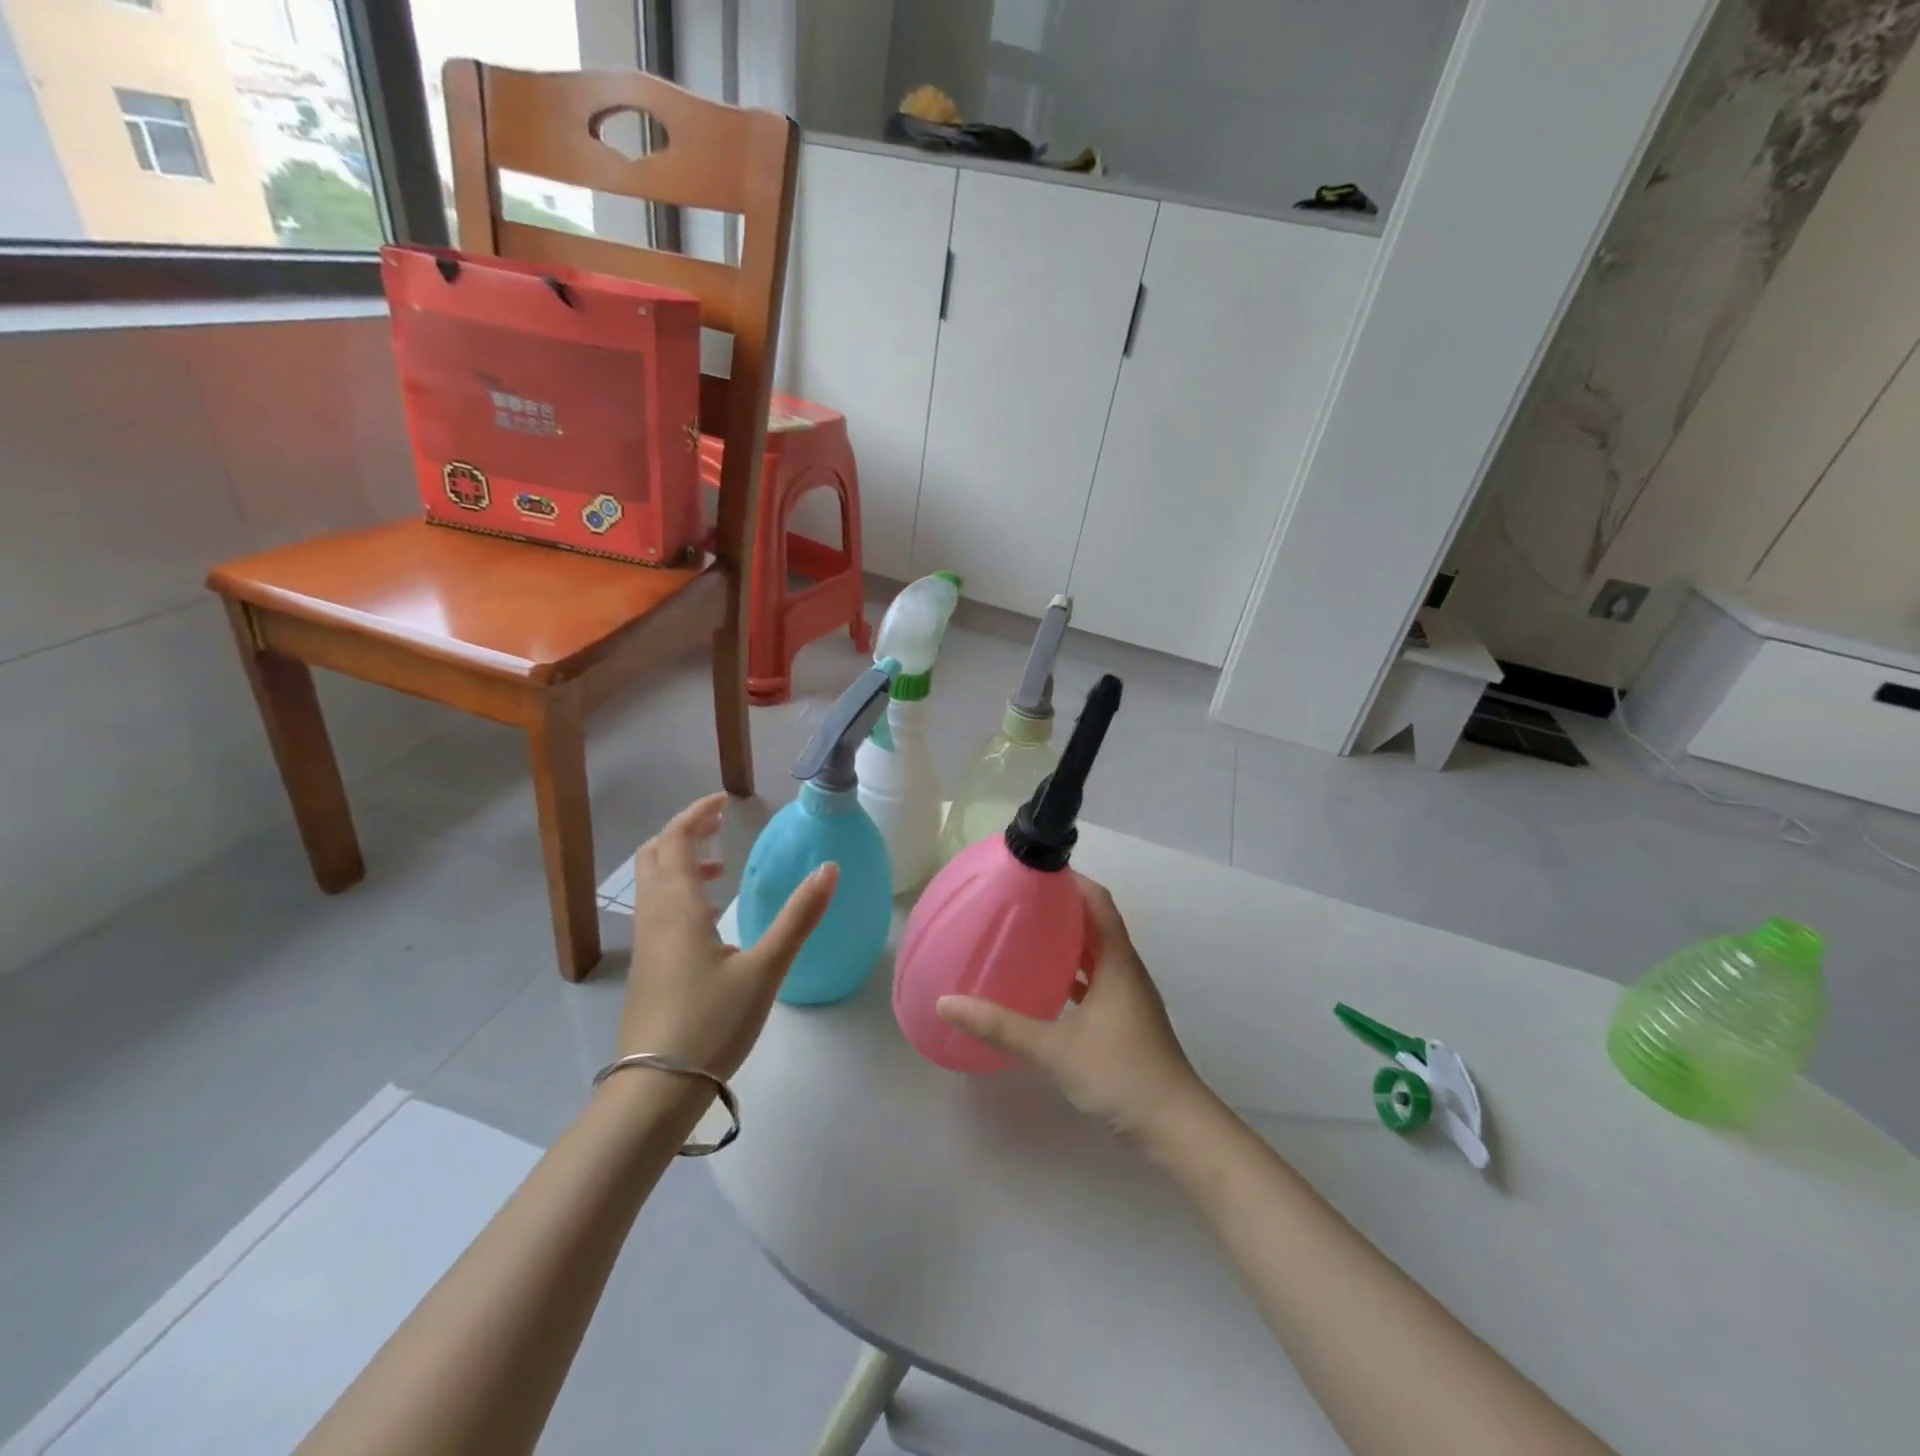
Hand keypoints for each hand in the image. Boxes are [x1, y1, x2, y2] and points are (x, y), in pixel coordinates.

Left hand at [619, 794, 836, 1079]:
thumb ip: (798, 918)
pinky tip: (708, 917)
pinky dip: (676, 892)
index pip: (674, 840)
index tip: (725, 802)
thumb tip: (829, 869)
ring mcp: (646, 944)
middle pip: (655, 856)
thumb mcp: (765, 969)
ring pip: (651, 884)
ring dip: (678, 863)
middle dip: (684, 832)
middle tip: (719, 825)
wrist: (656, 1089)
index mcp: (678, 909)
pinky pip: (655, 909)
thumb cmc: (712, 1023)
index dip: (695, 814)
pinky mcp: (647, 967)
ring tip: (718, 869)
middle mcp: (654, 917)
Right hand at [935, 876, 1210, 1145]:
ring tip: (1026, 936)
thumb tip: (947, 1003)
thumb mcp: (1054, 1048)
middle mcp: (1126, 971)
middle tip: (1018, 902)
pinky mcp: (1126, 1021)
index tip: (1035, 872)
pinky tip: (1045, 987)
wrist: (1176, 1128)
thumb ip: (1000, 1026)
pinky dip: (1073, 975)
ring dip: (1067, 942)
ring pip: (1096, 955)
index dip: (1071, 880)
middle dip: (1061, 908)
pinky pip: (1096, 982)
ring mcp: (1129, 997)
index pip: (1098, 901)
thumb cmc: (1120, 1073)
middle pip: (1096, 923)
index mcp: (1117, 961)